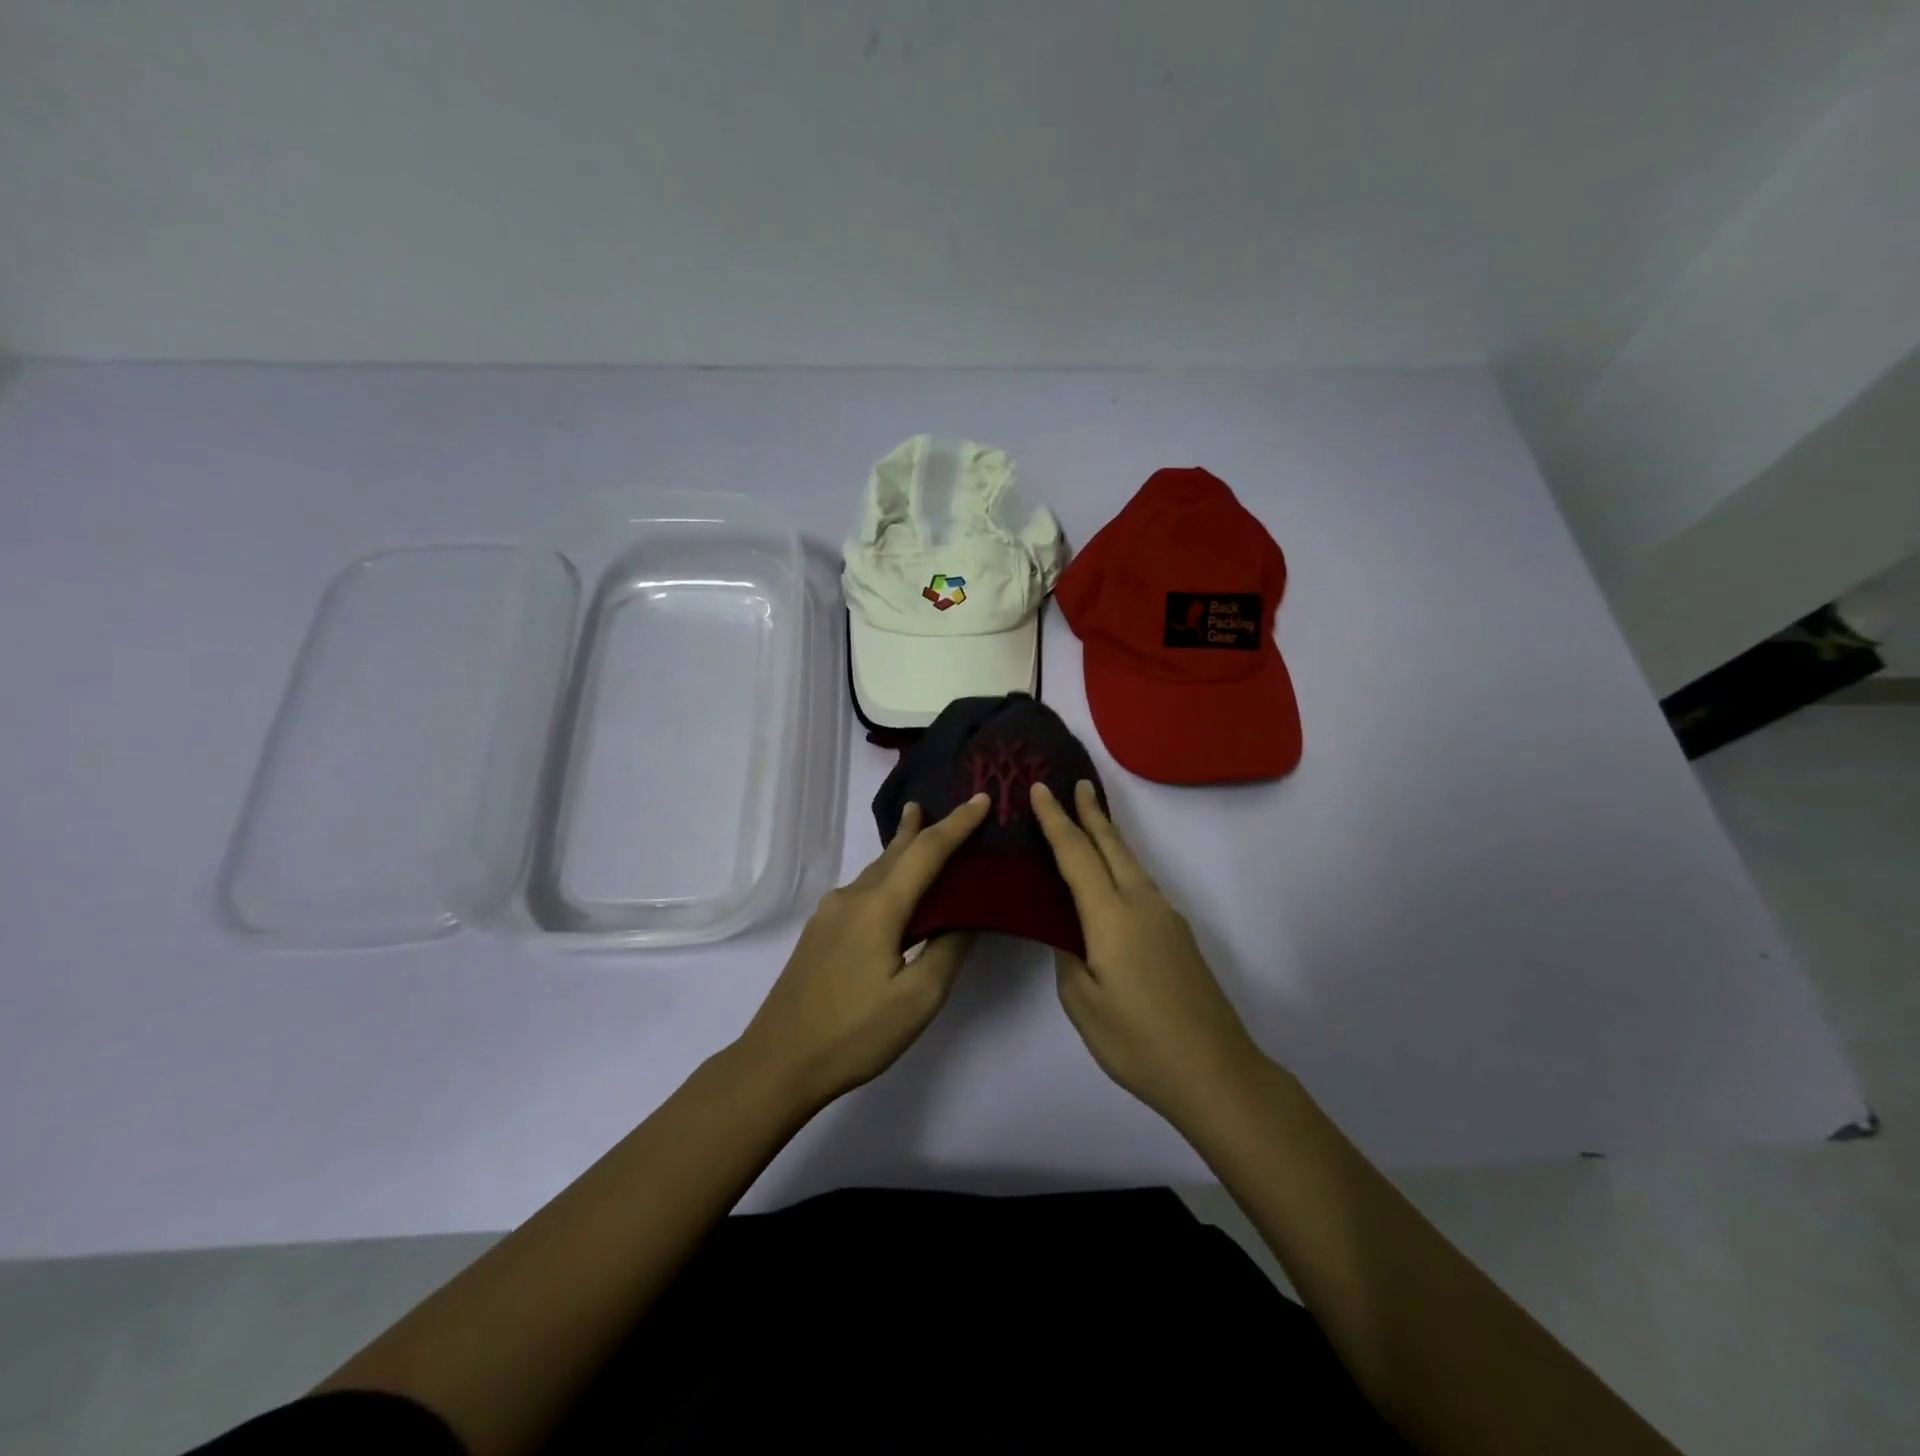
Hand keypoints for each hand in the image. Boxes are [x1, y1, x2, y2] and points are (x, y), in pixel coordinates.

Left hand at [735, 793, 991, 1110]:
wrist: (777, 1062)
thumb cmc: (854, 1034)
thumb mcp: (917, 999)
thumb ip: (947, 949)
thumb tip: (967, 917)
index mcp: (878, 906)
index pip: (927, 851)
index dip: (958, 824)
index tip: (982, 799)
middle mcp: (851, 898)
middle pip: (895, 852)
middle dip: (922, 826)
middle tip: (948, 805)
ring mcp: (829, 914)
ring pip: (876, 870)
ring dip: (903, 850)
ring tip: (921, 830)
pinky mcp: (820, 932)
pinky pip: (863, 889)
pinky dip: (888, 876)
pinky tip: (893, 889)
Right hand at [1030, 780, 1267, 1124]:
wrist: (1216, 1072)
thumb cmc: (1138, 1041)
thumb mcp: (1083, 1004)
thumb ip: (1068, 957)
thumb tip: (1069, 932)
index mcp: (1112, 916)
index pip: (1076, 854)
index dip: (1055, 819)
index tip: (1040, 788)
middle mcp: (1142, 904)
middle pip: (1112, 845)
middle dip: (1091, 812)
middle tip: (1076, 783)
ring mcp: (1166, 918)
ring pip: (1131, 863)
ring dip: (1108, 837)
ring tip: (1090, 820)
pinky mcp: (1179, 936)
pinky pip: (1141, 885)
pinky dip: (1121, 866)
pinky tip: (1112, 880)